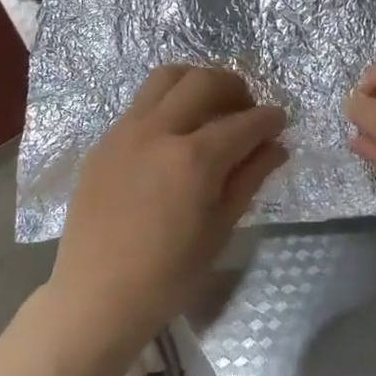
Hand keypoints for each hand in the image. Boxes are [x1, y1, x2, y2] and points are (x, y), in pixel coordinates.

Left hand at [51, 66, 286, 362]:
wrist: (96, 297)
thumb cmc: (167, 276)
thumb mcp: (219, 230)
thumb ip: (249, 178)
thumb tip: (276, 146)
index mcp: (193, 160)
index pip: (243, 122)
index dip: (269, 119)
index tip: (280, 120)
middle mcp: (158, 132)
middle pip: (203, 81)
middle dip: (234, 87)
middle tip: (247, 109)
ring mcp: (125, 131)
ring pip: (166, 78)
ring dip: (196, 82)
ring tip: (210, 107)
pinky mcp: (104, 140)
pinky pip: (141, 103)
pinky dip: (167, 103)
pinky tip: (174, 133)